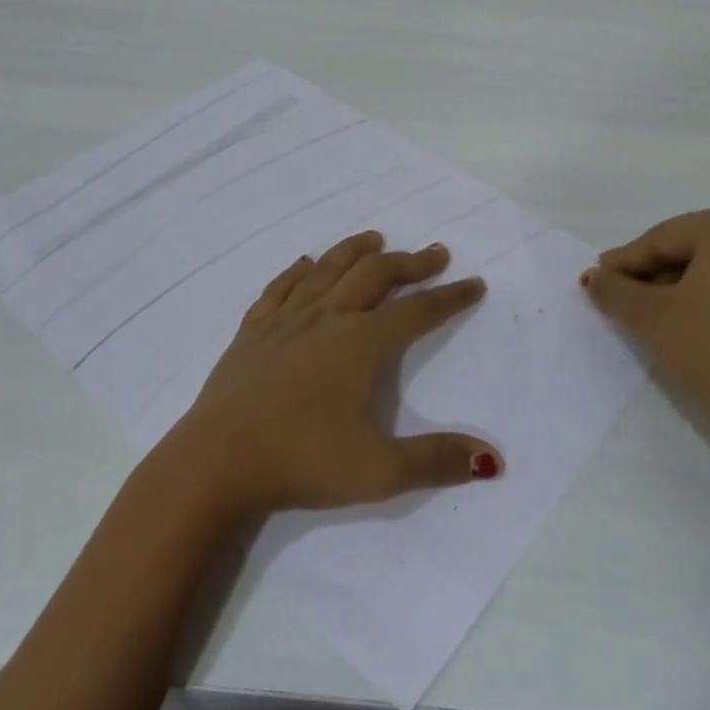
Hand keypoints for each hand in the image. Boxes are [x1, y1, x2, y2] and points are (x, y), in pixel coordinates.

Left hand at [162, 231, 501, 516]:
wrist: (217, 460)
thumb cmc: (302, 461)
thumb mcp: (380, 471)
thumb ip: (437, 460)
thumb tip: (491, 460)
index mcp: (361, 343)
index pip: (417, 310)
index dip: (450, 297)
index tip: (474, 284)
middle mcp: (327, 317)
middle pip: (375, 275)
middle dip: (410, 263)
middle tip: (434, 254)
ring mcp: (285, 319)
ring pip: (328, 269)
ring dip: (356, 251)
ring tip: (376, 239)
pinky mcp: (252, 330)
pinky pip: (281, 287)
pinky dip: (299, 271)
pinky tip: (305, 265)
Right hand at [582, 202, 709, 481]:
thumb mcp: (651, 319)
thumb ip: (614, 290)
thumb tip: (593, 277)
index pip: (663, 239)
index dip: (625, 263)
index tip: (598, 279)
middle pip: (694, 248)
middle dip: (656, 274)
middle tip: (623, 299)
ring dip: (686, 286)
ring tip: (654, 315)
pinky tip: (696, 323)